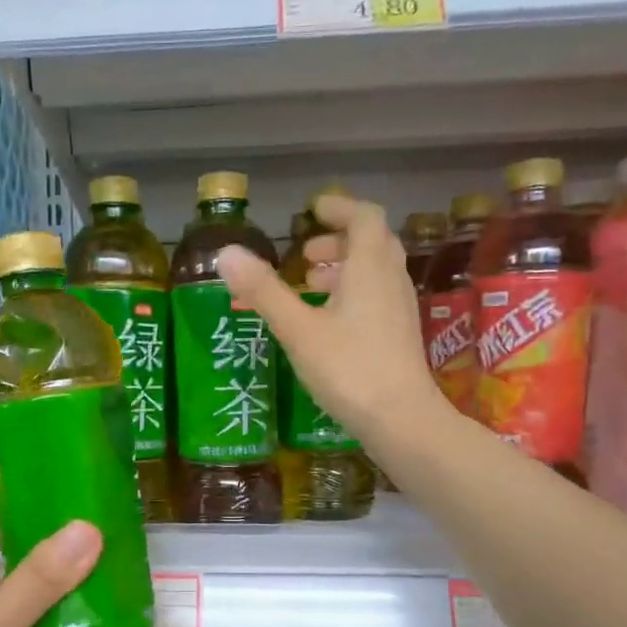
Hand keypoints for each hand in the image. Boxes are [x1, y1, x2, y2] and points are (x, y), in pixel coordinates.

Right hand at [215, 190, 439, 445]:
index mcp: (370, 268)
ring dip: (344, 268)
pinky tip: (326, 321)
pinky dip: (351, 293)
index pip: (363, 217)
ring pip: (374, 272)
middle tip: (304, 254)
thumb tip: (226, 253)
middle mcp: (391, 280)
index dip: (339, 207)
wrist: (400, 419)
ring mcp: (399, 309)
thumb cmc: (348, 368)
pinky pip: (376, 296)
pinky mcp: (398, 335)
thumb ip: (264, 291)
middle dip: (338, 240)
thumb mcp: (298, 329)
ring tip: (309, 285)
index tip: (313, 210)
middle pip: (371, 243)